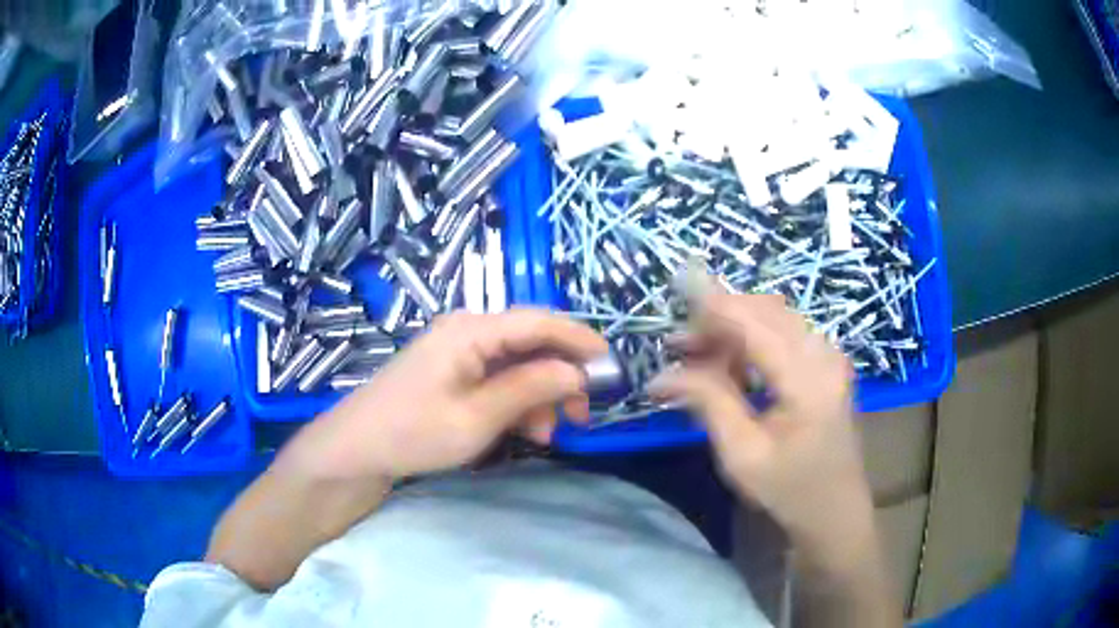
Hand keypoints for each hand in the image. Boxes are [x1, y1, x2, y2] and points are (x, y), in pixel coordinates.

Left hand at [284, 309, 607, 481]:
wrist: (356, 451)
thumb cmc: (414, 432)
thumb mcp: (478, 417)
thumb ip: (531, 389)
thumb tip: (578, 372)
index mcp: (471, 330)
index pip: (539, 321)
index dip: (580, 339)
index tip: (612, 365)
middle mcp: (467, 331)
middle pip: (530, 343)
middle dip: (561, 376)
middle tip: (582, 414)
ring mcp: (458, 353)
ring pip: (517, 365)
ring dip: (540, 396)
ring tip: (548, 435)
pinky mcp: (452, 374)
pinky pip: (497, 379)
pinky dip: (517, 402)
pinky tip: (524, 431)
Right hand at [649, 291, 874, 574]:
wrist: (835, 511)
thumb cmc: (789, 491)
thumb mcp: (742, 455)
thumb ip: (709, 402)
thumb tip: (664, 374)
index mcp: (808, 380)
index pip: (755, 324)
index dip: (713, 305)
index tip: (675, 289)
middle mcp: (825, 355)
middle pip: (766, 312)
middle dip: (719, 318)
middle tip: (679, 346)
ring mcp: (830, 356)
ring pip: (775, 318)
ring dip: (734, 328)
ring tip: (697, 356)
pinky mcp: (827, 363)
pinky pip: (785, 333)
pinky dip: (753, 339)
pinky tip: (731, 364)